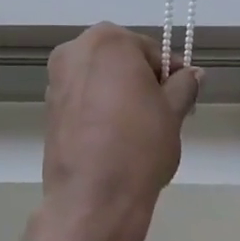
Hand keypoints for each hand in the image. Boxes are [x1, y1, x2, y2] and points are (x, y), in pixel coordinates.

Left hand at [39, 23, 201, 240]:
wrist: (93, 199)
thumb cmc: (139, 145)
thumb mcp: (173, 111)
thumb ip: (183, 85)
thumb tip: (192, 73)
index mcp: (108, 41)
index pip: (150, 50)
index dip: (169, 74)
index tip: (180, 98)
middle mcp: (75, 50)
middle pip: (121, 60)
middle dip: (141, 80)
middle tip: (161, 113)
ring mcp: (56, 79)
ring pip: (100, 78)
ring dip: (119, 93)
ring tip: (137, 129)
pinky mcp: (48, 108)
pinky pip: (83, 98)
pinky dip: (99, 108)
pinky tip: (114, 137)